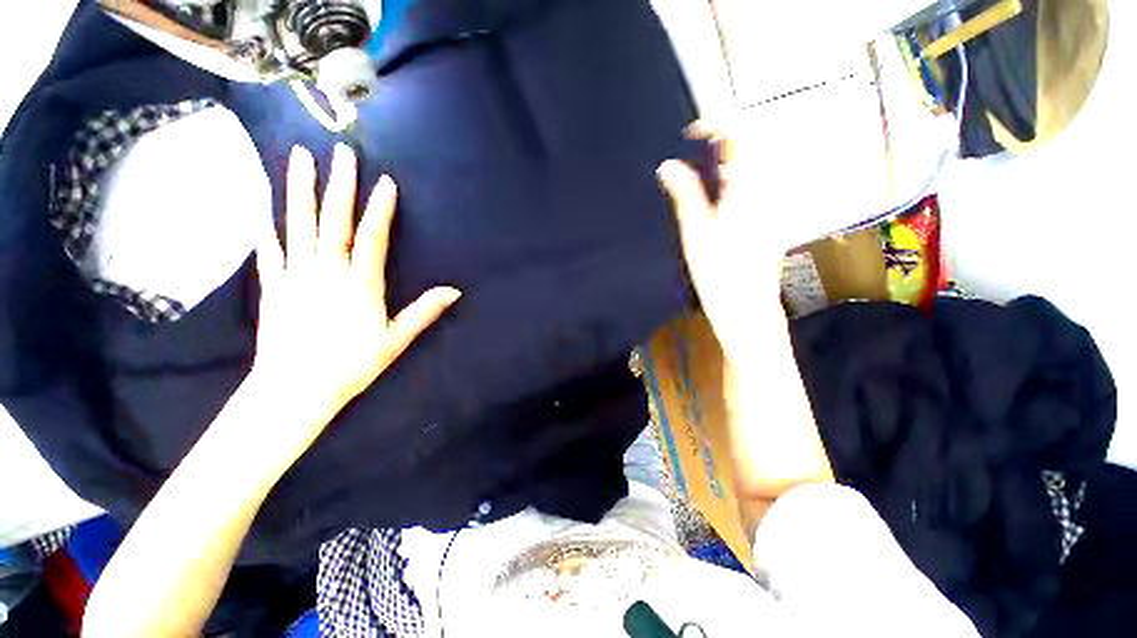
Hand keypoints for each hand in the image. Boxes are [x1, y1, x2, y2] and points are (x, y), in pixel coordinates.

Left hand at [253, 144, 460, 434]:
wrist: (296, 389)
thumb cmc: (352, 364)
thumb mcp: (396, 339)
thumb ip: (424, 311)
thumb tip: (454, 290)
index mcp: (359, 283)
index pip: (372, 237)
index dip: (379, 208)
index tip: (385, 182)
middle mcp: (327, 271)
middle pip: (334, 220)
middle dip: (339, 184)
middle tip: (341, 152)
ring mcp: (295, 275)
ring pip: (297, 225)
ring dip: (298, 189)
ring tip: (298, 157)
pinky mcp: (273, 287)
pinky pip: (269, 251)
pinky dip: (267, 228)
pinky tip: (264, 209)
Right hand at [657, 120, 783, 363]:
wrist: (747, 308)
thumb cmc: (718, 273)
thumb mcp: (695, 232)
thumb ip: (684, 194)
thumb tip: (667, 165)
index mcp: (748, 190)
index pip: (741, 136)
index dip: (717, 124)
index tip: (691, 131)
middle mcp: (768, 191)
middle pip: (754, 146)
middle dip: (726, 138)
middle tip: (697, 148)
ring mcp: (773, 205)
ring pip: (757, 165)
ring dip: (731, 158)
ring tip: (704, 171)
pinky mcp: (772, 219)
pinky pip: (759, 184)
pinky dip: (739, 178)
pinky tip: (720, 194)